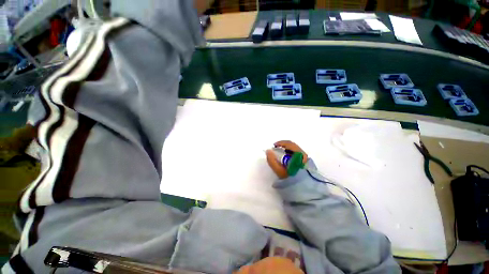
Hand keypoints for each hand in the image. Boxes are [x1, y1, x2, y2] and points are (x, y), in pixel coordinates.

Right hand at [266, 140, 307, 178]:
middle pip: (292, 146)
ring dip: (286, 150)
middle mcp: (304, 154)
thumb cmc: (291, 179)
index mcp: (299, 154)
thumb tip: (268, 151)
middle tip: (276, 150)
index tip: (274, 146)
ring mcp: (306, 159)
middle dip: (283, 146)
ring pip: (295, 150)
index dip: (280, 143)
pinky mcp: (307, 163)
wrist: (305, 190)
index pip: (289, 144)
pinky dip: (290, 154)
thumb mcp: (279, 171)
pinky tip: (286, 160)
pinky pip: (297, 154)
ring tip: (280, 155)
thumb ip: (272, 160)